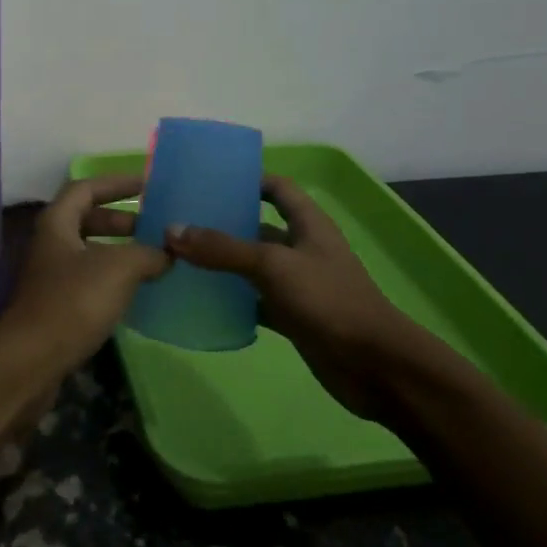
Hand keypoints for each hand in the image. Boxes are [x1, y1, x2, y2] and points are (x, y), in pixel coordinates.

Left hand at [0, 175, 170, 382]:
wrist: (30, 362)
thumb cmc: (73, 302)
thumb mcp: (118, 269)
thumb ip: (147, 254)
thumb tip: (168, 252)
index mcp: (57, 222)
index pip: (86, 188)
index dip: (116, 183)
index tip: (148, 185)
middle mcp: (49, 243)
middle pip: (86, 219)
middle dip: (121, 220)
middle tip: (154, 226)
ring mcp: (49, 276)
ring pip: (88, 252)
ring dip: (119, 251)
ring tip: (153, 259)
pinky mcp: (55, 306)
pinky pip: (88, 280)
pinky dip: (112, 278)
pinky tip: (135, 292)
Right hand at [164, 175, 432, 419]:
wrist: (374, 367)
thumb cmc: (329, 300)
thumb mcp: (273, 266)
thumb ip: (224, 248)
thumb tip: (172, 230)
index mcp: (308, 223)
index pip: (276, 187)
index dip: (248, 179)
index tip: (208, 181)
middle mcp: (302, 248)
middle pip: (258, 227)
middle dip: (224, 223)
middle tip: (180, 220)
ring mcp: (298, 284)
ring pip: (253, 265)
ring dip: (224, 263)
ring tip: (180, 257)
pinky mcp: (293, 316)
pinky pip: (255, 301)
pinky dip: (232, 300)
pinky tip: (201, 300)